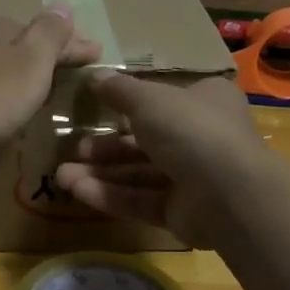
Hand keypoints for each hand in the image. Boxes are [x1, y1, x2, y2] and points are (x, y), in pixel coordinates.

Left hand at [0, 6, 101, 169]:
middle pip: (13, 41)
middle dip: (36, 52)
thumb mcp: (30, 65)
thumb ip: (48, 35)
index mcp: (2, 30)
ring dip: (2, 66)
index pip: (47, 33)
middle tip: (57, 68)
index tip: (96, 54)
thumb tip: (62, 3)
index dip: (73, 45)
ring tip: (16, 82)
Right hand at [54, 72, 265, 245]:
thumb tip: (95, 76)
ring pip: (137, 174)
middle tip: (71, 148)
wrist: (229, 192)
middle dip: (104, 147)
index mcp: (204, 102)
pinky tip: (77, 190)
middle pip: (143, 140)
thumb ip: (119, 90)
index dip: (128, 103)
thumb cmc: (191, 129)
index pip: (162, 100)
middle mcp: (200, 138)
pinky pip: (140, 200)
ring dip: (99, 173)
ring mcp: (191, 178)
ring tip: (61, 175)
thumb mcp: (149, 99)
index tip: (95, 106)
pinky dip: (110, 195)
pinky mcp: (180, 212)